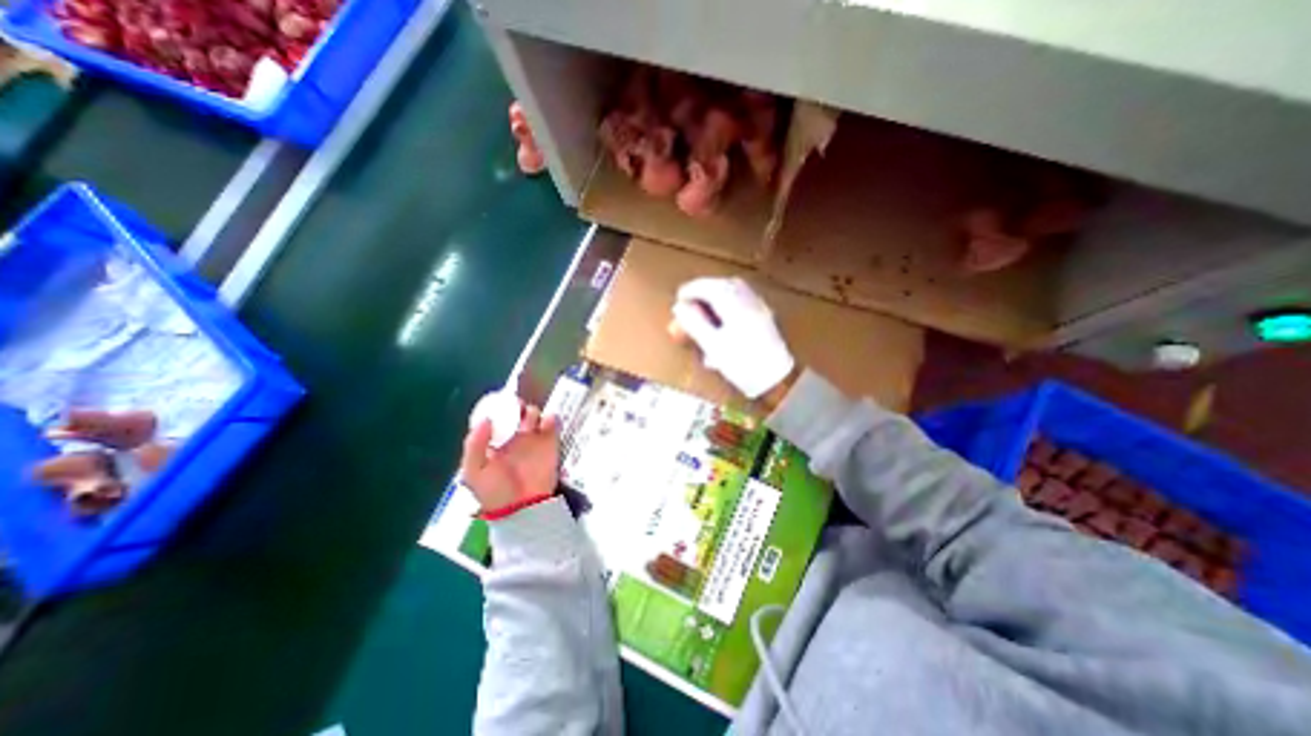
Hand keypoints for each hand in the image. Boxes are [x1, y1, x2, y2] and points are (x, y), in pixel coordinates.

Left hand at [460, 403, 556, 510]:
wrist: (524, 507)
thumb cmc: (496, 491)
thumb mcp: (475, 472)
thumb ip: (475, 445)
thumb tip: (485, 419)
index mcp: (493, 442)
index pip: (495, 418)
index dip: (496, 408)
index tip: (498, 403)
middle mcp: (513, 437)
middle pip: (516, 412)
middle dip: (516, 406)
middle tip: (516, 407)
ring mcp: (533, 438)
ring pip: (534, 414)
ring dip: (532, 412)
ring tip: (529, 422)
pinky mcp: (551, 442)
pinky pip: (552, 423)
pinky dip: (550, 418)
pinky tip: (546, 423)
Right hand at [669, 276, 793, 399]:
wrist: (777, 379)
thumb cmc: (742, 363)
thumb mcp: (712, 345)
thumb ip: (694, 323)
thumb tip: (679, 308)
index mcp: (734, 303)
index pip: (708, 286)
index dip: (690, 290)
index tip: (679, 299)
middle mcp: (748, 299)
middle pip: (721, 285)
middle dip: (703, 292)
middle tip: (689, 304)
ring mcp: (758, 307)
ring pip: (733, 292)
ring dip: (715, 297)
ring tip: (703, 312)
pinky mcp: (764, 317)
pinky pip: (742, 301)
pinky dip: (727, 304)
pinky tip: (722, 322)